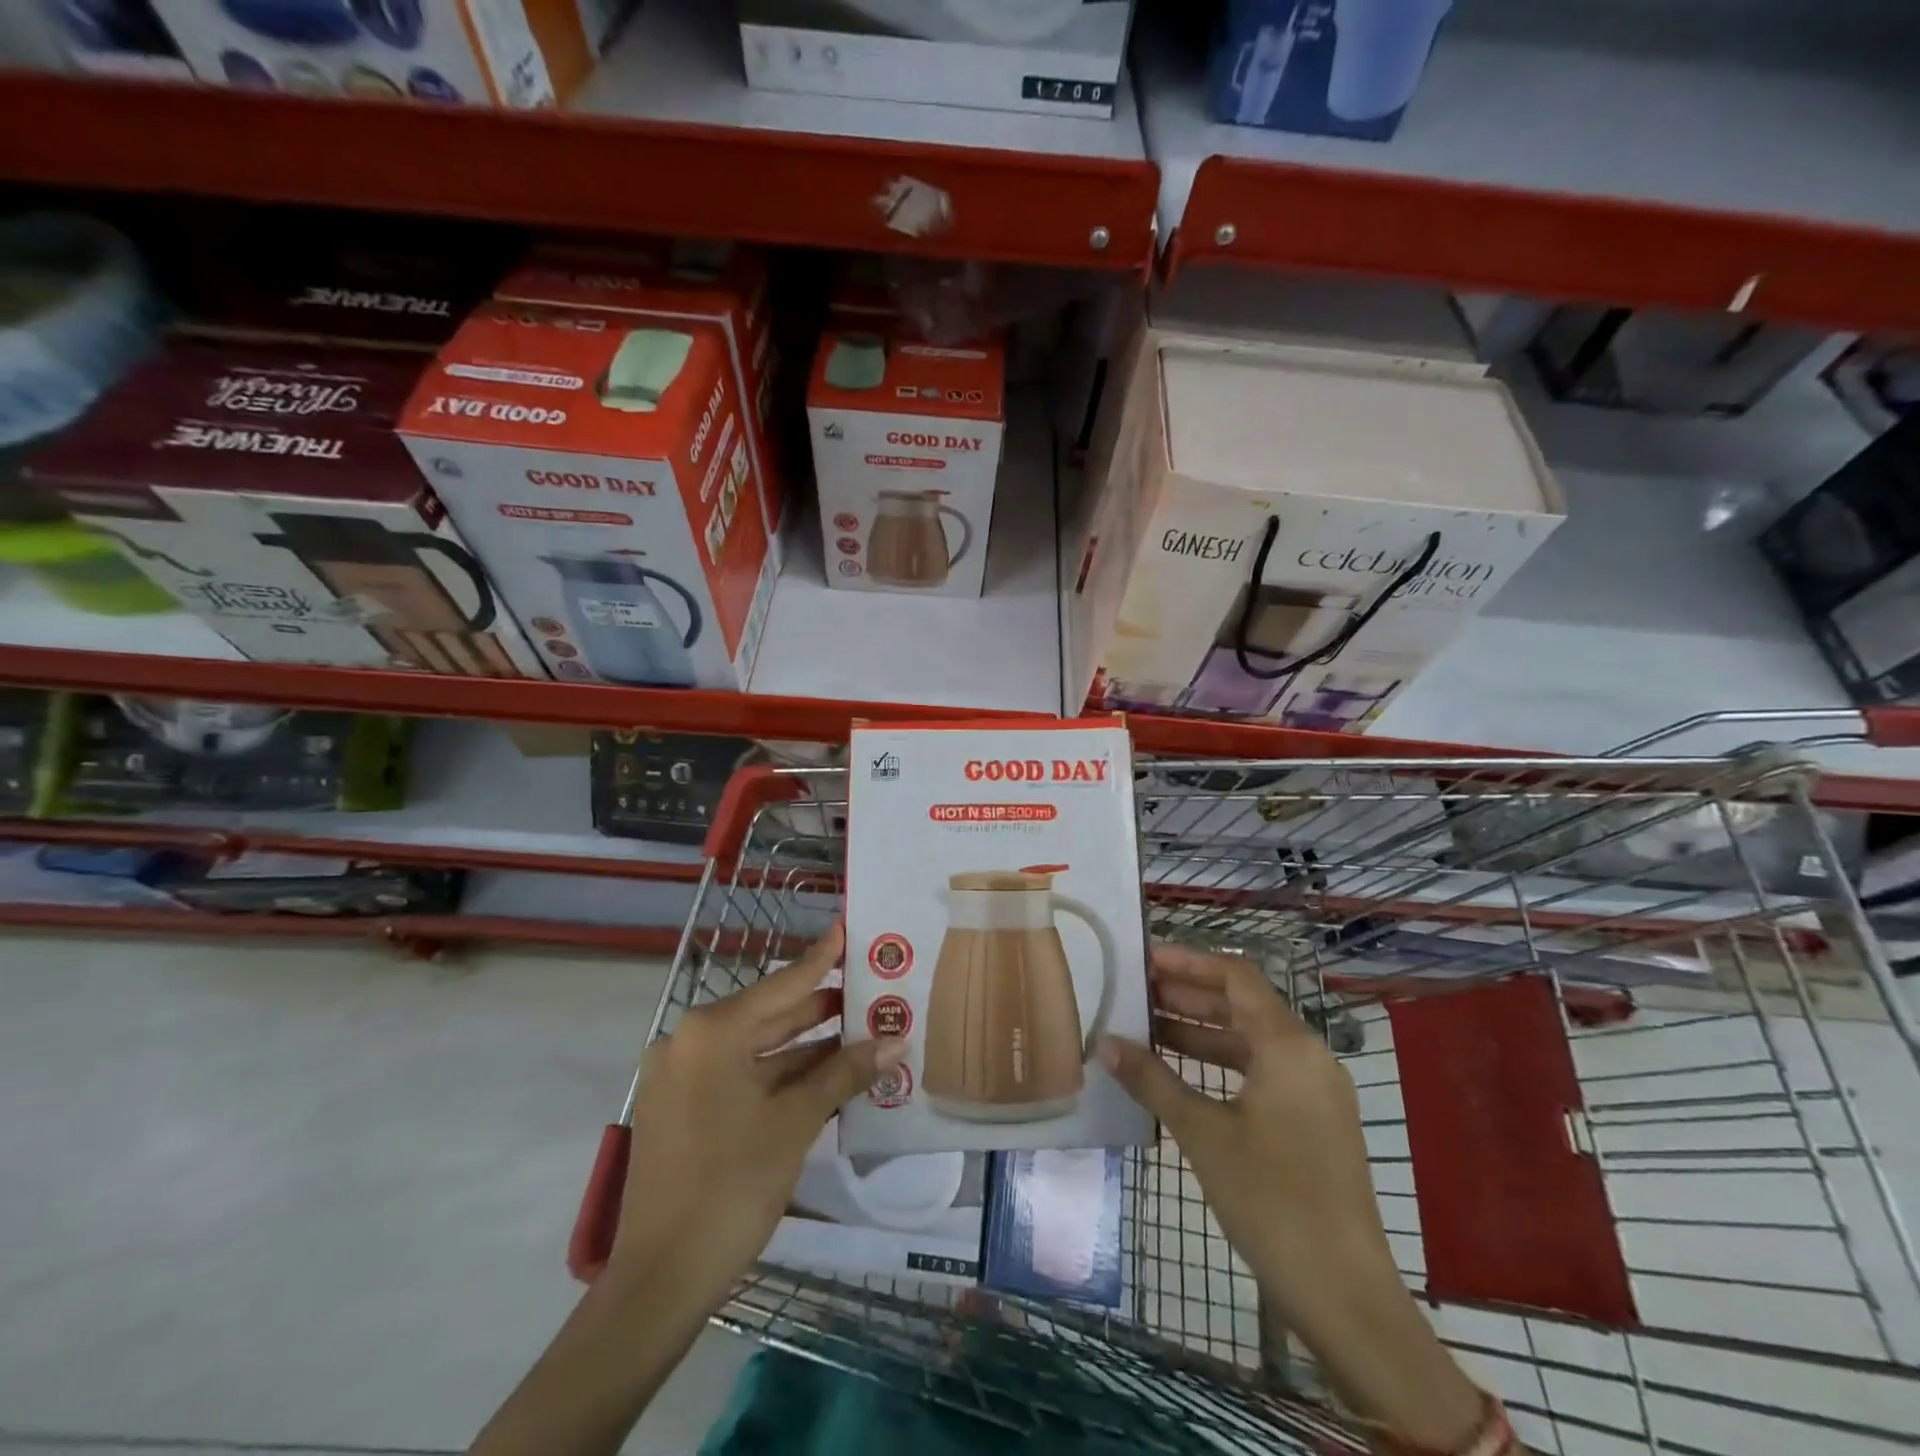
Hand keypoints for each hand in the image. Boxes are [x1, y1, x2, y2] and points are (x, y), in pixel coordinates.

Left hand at [610, 925, 906, 1312]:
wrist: (660, 1282)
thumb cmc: (731, 1188)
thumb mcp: (795, 1123)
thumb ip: (844, 1072)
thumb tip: (895, 1042)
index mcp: (711, 1032)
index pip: (782, 983)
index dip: (822, 957)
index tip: (848, 926)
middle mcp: (690, 1041)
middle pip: (770, 1013)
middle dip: (822, 1007)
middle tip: (870, 987)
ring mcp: (682, 1075)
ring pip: (757, 1047)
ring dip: (806, 1045)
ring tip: (860, 1029)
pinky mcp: (682, 1106)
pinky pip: (740, 1074)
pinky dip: (779, 1073)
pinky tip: (824, 1071)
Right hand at [1098, 943, 1485, 1453]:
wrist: (1343, 1293)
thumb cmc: (1270, 1199)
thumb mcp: (1202, 1133)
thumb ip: (1152, 1080)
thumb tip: (1104, 1042)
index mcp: (1289, 1045)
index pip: (1236, 978)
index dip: (1189, 963)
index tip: (1144, 960)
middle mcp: (1308, 1056)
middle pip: (1243, 1005)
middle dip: (1188, 996)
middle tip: (1136, 992)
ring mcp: (1315, 1091)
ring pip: (1251, 1041)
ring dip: (1201, 1031)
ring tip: (1147, 1028)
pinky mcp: (1313, 1121)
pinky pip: (1261, 1072)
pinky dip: (1221, 1064)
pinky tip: (1181, 1073)